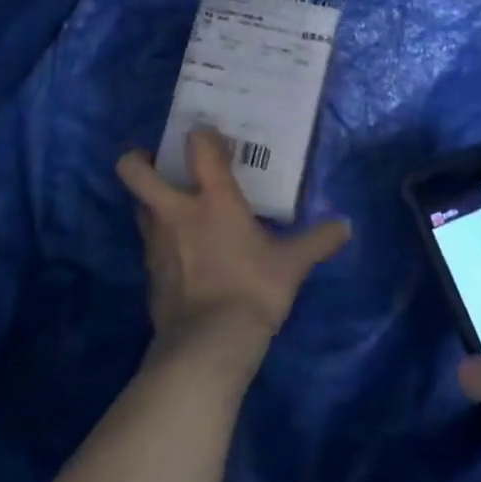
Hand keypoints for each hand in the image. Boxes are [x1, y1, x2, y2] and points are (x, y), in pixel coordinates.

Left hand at [117, 129, 351, 366]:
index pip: (198, 146)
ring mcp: (156, 242)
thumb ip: (318, 241)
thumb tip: (346, 226)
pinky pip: (148, 244)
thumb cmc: (253, 290)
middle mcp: (176, 211)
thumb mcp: (292, 265)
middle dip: (138, 159)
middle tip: (162, 163)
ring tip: (176, 207)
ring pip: (138, 206)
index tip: (213, 140)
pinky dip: (160, 240)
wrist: (209, 346)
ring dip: (151, 202)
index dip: (202, 135)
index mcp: (213, 198)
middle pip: (134, 170)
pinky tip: (182, 252)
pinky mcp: (149, 274)